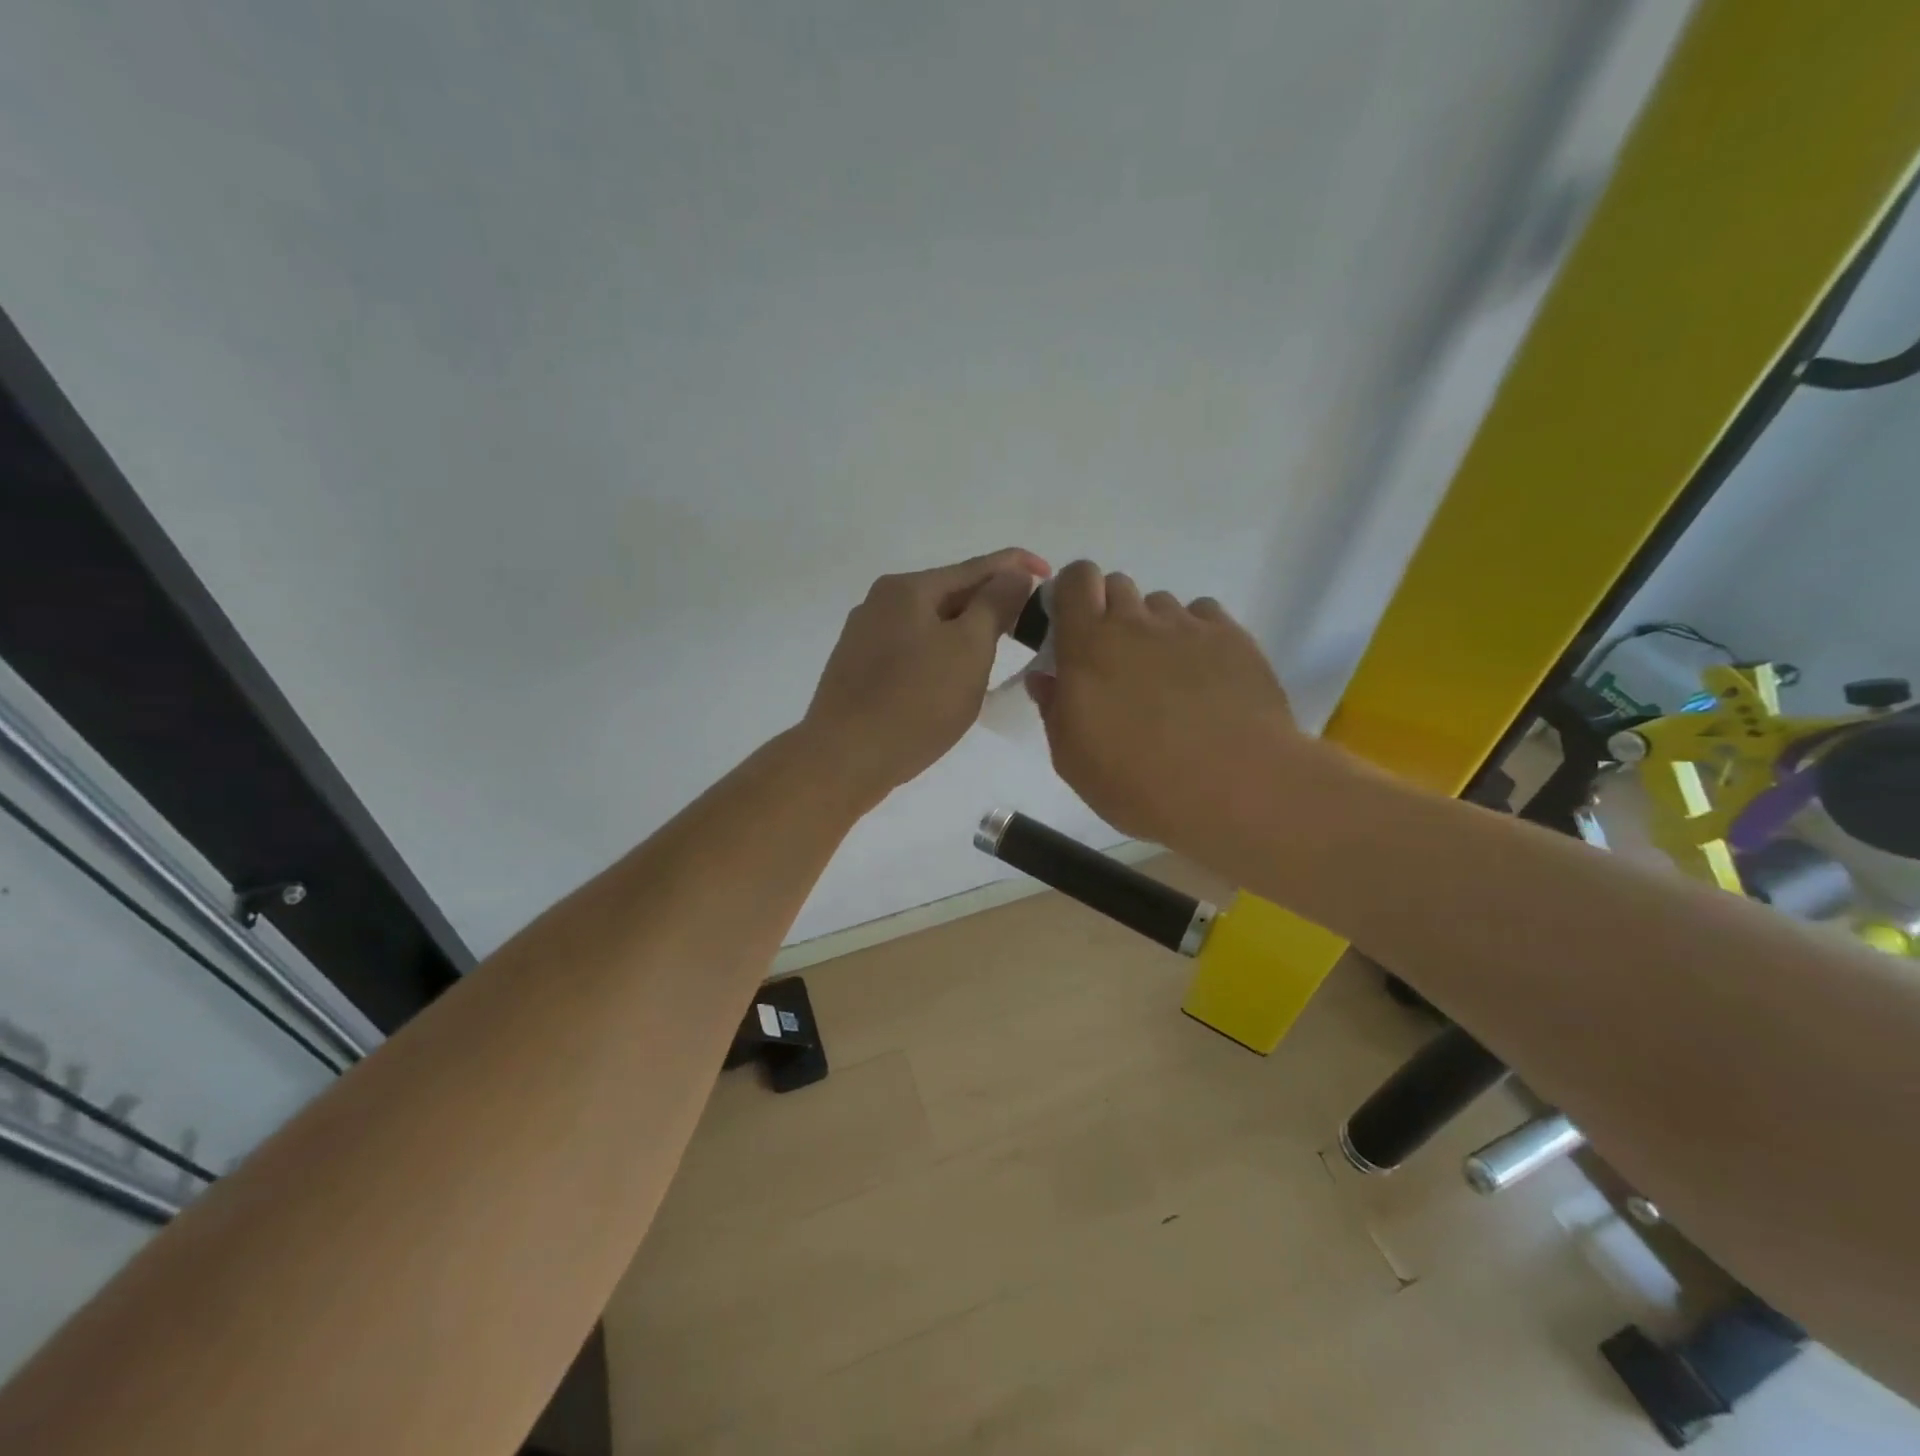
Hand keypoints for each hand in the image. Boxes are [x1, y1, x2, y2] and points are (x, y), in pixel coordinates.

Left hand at [803, 547, 1050, 804]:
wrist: (844, 758)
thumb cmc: (915, 702)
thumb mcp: (968, 649)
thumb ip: (995, 605)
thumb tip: (1013, 573)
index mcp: (908, 588)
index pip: (976, 567)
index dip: (1016, 567)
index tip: (1049, 575)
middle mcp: (881, 602)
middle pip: (950, 593)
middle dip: (991, 602)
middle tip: (1029, 621)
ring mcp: (865, 636)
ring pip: (930, 623)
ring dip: (966, 630)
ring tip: (998, 647)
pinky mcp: (859, 669)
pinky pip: (912, 648)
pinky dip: (940, 652)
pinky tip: (953, 674)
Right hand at [1027, 560, 1309, 855]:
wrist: (1236, 790)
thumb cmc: (1140, 783)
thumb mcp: (1074, 760)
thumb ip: (1054, 710)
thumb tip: (1047, 678)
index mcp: (1088, 646)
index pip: (1076, 579)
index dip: (1072, 592)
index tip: (1073, 625)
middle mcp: (1137, 623)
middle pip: (1118, 585)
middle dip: (1110, 613)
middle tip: (1117, 662)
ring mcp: (1188, 626)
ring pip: (1161, 605)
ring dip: (1154, 628)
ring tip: (1167, 676)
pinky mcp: (1232, 637)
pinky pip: (1204, 616)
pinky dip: (1195, 635)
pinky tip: (1203, 675)